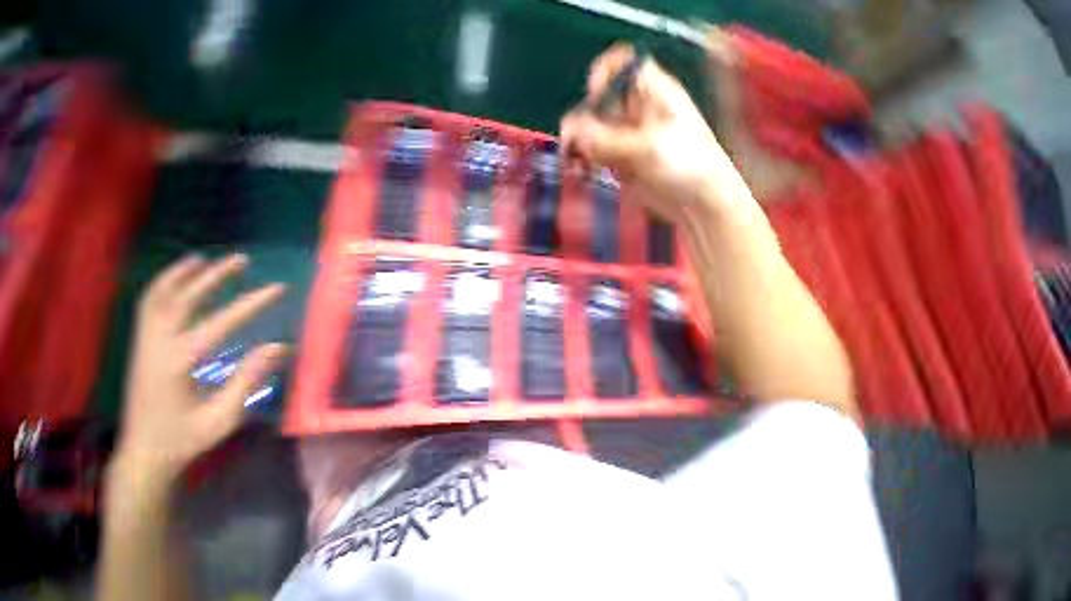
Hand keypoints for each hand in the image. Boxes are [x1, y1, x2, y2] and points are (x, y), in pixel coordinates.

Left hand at [113, 254, 287, 488]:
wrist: (144, 454)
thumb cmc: (186, 438)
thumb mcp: (224, 417)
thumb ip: (249, 380)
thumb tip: (279, 346)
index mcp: (177, 365)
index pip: (218, 324)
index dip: (250, 303)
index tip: (278, 288)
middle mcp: (155, 347)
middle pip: (180, 300)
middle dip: (211, 277)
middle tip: (240, 259)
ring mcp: (143, 345)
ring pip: (156, 299)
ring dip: (180, 275)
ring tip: (202, 258)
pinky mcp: (141, 348)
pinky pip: (146, 308)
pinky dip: (160, 288)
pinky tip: (176, 281)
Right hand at [561, 42, 749, 221]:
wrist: (697, 201)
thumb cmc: (685, 164)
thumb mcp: (648, 148)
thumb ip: (608, 140)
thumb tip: (573, 133)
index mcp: (650, 92)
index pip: (620, 65)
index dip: (602, 76)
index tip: (593, 100)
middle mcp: (634, 111)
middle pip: (597, 105)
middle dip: (580, 124)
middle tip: (572, 150)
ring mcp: (625, 139)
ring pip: (591, 134)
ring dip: (578, 149)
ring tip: (575, 168)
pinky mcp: (619, 163)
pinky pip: (594, 157)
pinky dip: (585, 164)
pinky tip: (581, 174)